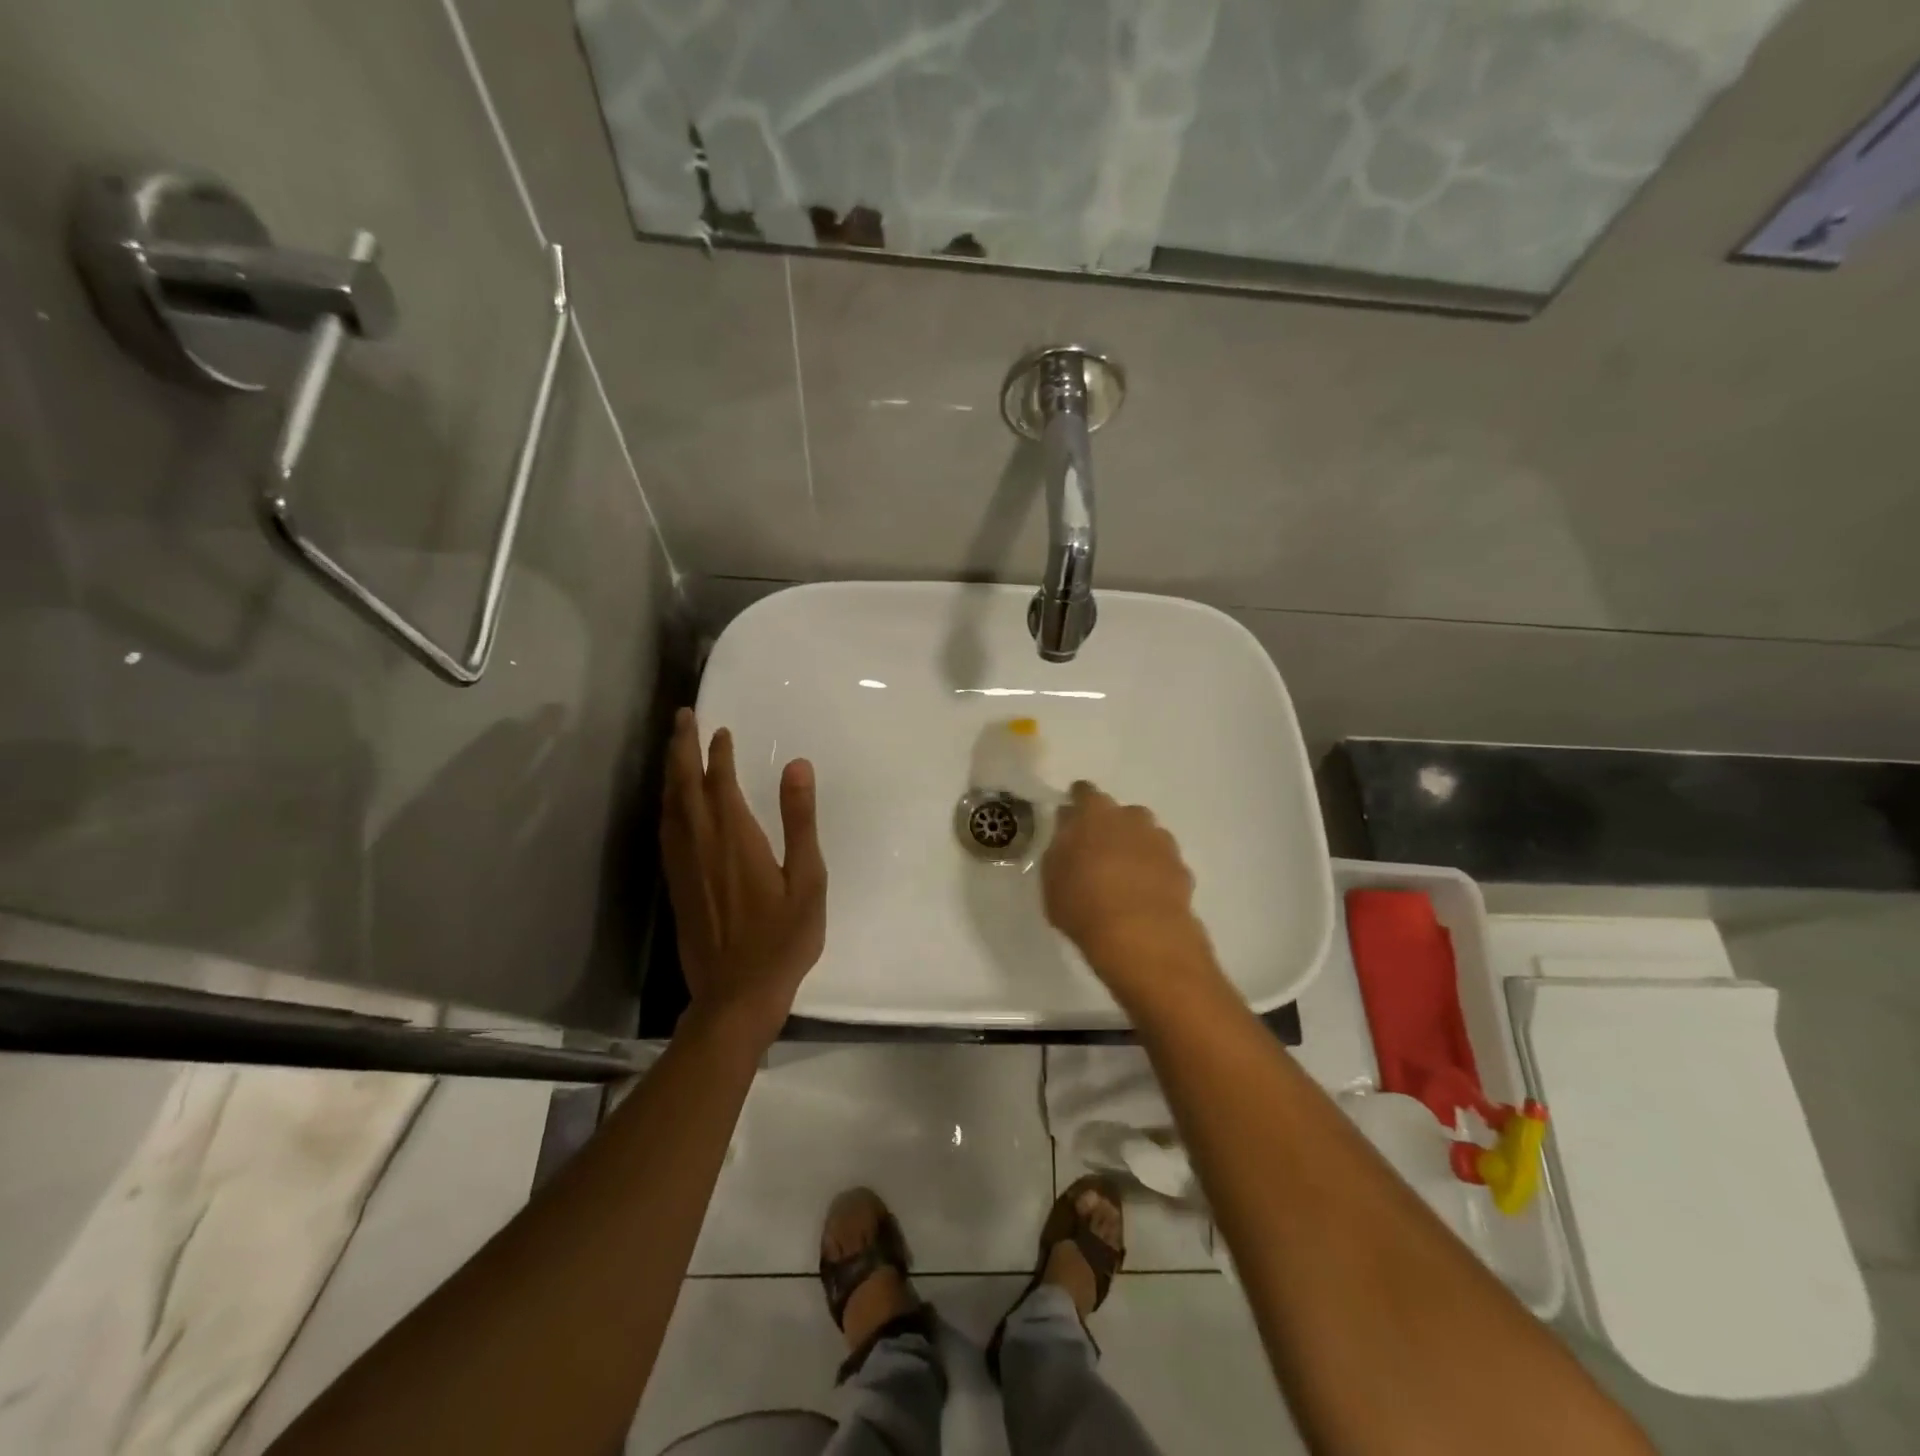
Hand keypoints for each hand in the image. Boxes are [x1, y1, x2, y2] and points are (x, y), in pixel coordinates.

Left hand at [661, 709, 826, 1049]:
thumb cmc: (783, 939)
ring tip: (674, 748)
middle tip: (683, 717)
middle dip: (682, 748)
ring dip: (670, 772)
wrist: (737, 995)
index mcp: (735, 839)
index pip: (719, 783)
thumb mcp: (807, 879)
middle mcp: (701, 844)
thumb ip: (800, 820)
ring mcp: (684, 866)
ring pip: (669, 807)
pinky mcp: (676, 885)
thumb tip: (796, 765)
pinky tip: (672, 804)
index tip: (721, 730)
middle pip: (684, 786)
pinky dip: (667, 805)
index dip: (718, 753)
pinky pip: (665, 831)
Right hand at [1041, 781, 1211, 1001]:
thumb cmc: (1083, 903)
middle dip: (1111, 826)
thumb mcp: (1052, 876)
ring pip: (1146, 835)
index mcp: (1094, 813)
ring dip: (1136, 847)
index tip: (1071, 815)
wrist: (1141, 935)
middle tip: (1098, 851)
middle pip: (1120, 813)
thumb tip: (1069, 831)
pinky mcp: (1181, 869)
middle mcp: (1131, 818)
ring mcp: (1161, 842)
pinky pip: (1163, 862)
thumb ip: (1060, 847)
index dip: (1077, 801)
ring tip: (1124, 876)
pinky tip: (1145, 894)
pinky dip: (1154, 872)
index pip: (1084, 792)